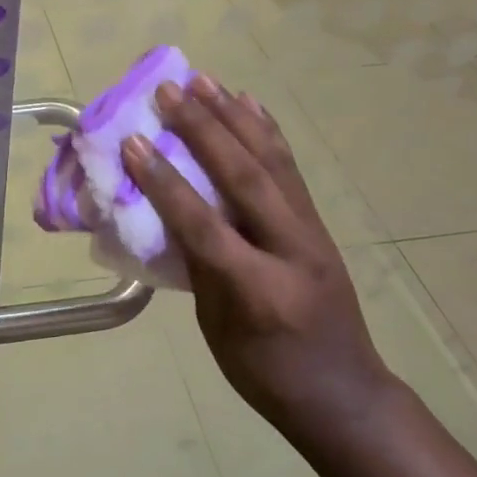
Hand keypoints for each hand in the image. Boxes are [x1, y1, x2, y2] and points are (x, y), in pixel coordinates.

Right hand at [122, 75, 394, 436]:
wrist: (344, 395)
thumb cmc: (266, 374)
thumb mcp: (218, 329)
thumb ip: (197, 266)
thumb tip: (168, 212)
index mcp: (257, 289)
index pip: (203, 224)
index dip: (164, 182)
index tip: (131, 142)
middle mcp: (290, 249)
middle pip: (244, 177)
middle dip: (203, 129)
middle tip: (169, 91)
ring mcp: (310, 232)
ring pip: (271, 162)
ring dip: (234, 116)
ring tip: (204, 81)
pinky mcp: (318, 223)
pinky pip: (289, 169)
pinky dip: (267, 131)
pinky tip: (250, 104)